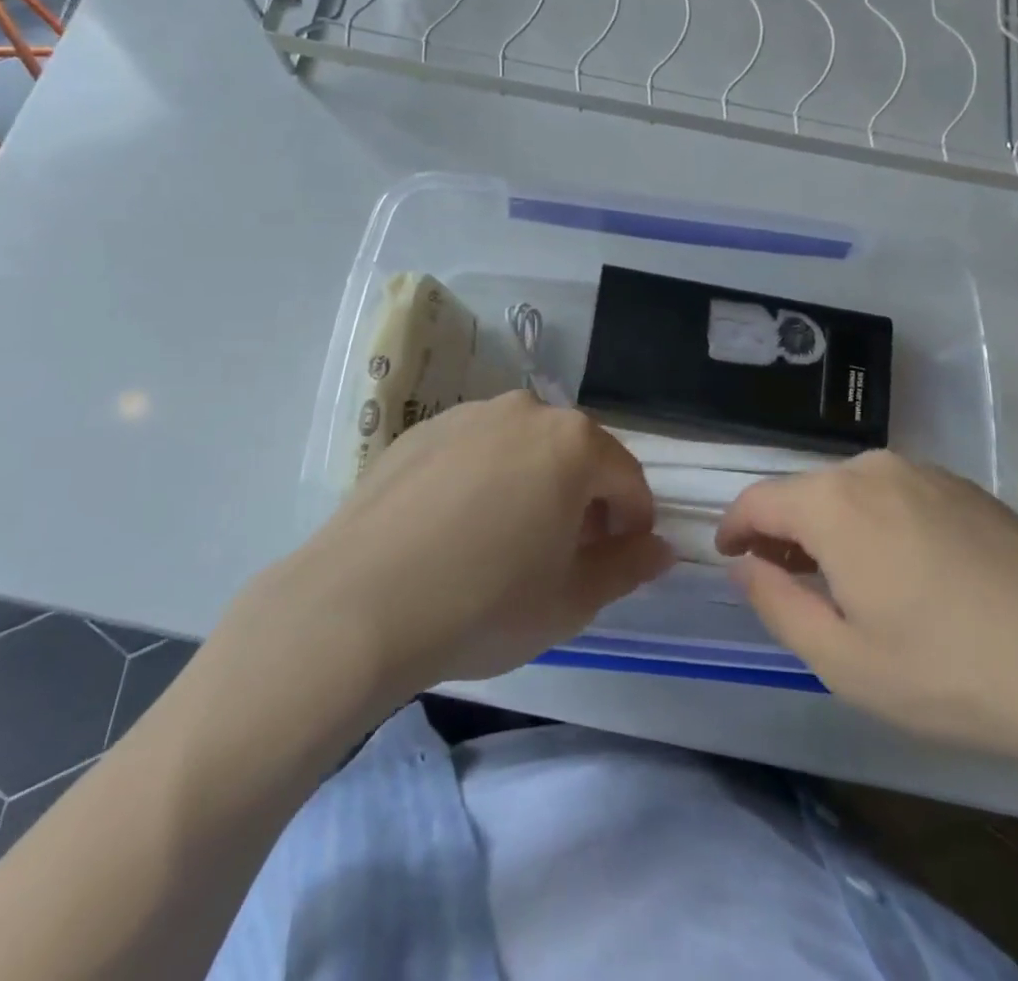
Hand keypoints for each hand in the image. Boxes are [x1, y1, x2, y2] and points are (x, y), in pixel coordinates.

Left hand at [289, 392, 671, 693]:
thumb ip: (627, 566)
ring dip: (534, 484)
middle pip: (575, 454)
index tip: (618, 560)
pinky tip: (456, 529)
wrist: (356, 606)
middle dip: (584, 500)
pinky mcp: (420, 430)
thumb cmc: (484, 603)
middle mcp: (525, 411)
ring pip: (523, 448)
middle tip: (565, 554)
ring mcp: (468, 415)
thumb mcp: (571, 599)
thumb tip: (660, 548)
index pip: (627, 479)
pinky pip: (474, 451)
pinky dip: (483, 480)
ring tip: (507, 541)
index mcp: (573, 442)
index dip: (633, 523)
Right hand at [716, 451, 1017, 784]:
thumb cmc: (953, 674)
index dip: (734, 527)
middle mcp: (875, 469)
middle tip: (786, 580)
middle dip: (784, 532)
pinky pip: (897, 495)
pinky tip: (906, 572)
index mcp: (835, 502)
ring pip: (853, 492)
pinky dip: (877, 523)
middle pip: (806, 492)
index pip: (759, 499)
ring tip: (845, 581)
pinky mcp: (968, 488)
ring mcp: (928, 472)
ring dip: (832, 527)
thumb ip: (777, 604)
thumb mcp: (845, 661)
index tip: (728, 557)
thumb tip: (746, 565)